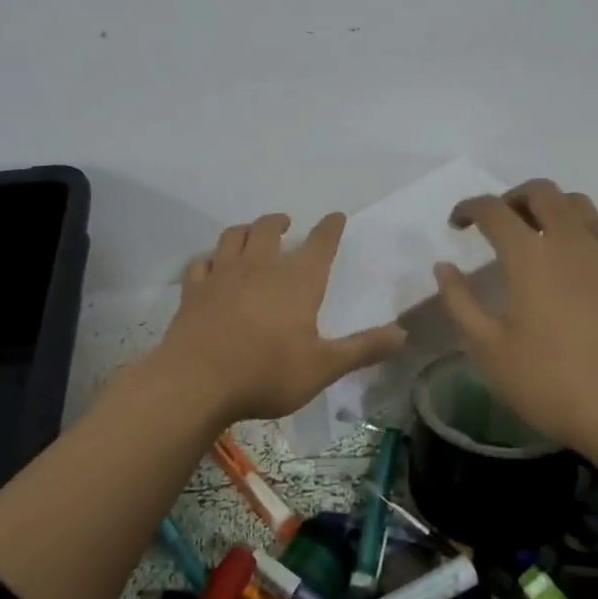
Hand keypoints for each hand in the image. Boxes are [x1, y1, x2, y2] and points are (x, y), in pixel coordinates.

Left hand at [153, 212, 407, 425]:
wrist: (197, 381)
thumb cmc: (266, 373)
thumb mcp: (323, 367)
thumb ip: (363, 349)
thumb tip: (403, 334)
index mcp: (297, 280)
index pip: (320, 243)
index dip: (330, 227)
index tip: (336, 216)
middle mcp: (260, 266)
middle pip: (269, 228)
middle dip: (280, 222)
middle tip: (286, 224)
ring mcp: (223, 274)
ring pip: (233, 236)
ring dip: (245, 230)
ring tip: (251, 234)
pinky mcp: (194, 289)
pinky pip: (202, 262)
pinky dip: (210, 259)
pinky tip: (212, 265)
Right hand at [432, 180, 597, 456]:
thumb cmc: (549, 381)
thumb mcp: (488, 348)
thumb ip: (459, 302)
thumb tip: (444, 267)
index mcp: (529, 255)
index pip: (494, 210)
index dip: (469, 208)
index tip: (456, 224)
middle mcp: (568, 241)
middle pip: (540, 192)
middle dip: (510, 198)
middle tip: (494, 223)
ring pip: (576, 202)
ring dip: (548, 205)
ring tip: (532, 232)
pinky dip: (576, 226)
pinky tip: (567, 258)